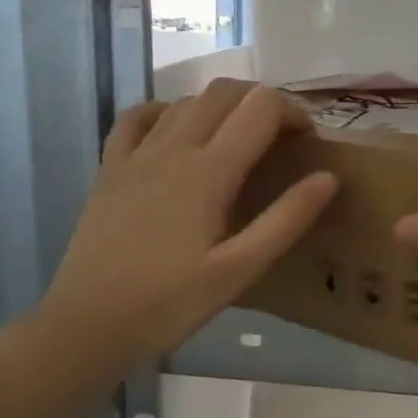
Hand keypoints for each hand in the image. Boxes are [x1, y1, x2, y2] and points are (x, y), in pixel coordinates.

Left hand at [39, 81, 336, 370]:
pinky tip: (177, 132)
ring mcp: (135, 155)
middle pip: (223, 93)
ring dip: (221, 107)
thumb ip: (286, 220)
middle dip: (261, 102)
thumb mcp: (239, 270)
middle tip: (282, 139)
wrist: (88, 324)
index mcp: (209, 171)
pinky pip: (137, 118)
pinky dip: (166, 111)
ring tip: (240, 141)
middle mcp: (172, 148)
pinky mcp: (110, 170)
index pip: (260, 108)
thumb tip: (328, 177)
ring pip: (185, 101)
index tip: (309, 142)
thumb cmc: (171, 304)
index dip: (293, 113)